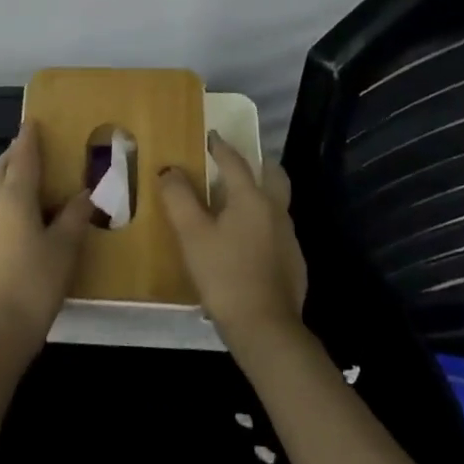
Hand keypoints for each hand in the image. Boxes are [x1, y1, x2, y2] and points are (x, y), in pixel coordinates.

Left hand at [0, 121, 91, 350]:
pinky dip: (6, 195)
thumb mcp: (65, 246)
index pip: (23, 156)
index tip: (34, 121)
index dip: (29, 137)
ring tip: (29, 173)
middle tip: (35, 145)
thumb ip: (75, 216)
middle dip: (17, 153)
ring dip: (9, 174)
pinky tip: (21, 210)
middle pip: (3, 167)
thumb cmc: (35, 280)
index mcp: (14, 195)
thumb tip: (86, 194)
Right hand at [158, 137, 306, 349]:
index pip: (235, 162)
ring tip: (235, 202)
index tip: (210, 136)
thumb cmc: (224, 275)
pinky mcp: (293, 261)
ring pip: (276, 202)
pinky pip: (276, 229)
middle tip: (236, 163)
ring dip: (260, 193)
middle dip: (257, 163)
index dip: (220, 147)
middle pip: (272, 174)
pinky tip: (245, 241)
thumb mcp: (192, 235)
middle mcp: (275, 210)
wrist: (265, 327)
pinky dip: (262, 223)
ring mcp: (288, 236)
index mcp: (251, 198)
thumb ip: (179, 198)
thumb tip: (170, 170)